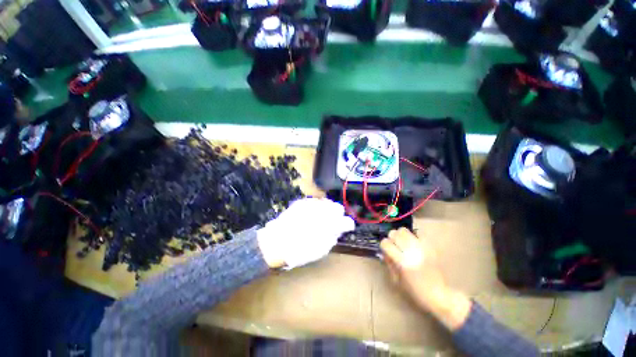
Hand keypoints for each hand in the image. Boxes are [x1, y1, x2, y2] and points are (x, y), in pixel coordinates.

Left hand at [257, 197, 354, 269]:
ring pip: (326, 202)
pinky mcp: (302, 202)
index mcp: (329, 224)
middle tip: (332, 222)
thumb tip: (340, 229)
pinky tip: (310, 214)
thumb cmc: (300, 249)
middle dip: (337, 214)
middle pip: (337, 207)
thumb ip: (333, 236)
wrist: (276, 241)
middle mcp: (323, 211)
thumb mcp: (320, 249)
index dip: (346, 224)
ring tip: (320, 217)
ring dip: (327, 209)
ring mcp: (312, 204)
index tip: (344, 227)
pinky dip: (316, 207)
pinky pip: (314, 201)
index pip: (346, 220)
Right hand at [380, 228, 471, 329]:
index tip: (386, 250)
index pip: (386, 243)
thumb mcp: (397, 280)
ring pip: (404, 230)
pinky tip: (413, 245)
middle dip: (391, 238)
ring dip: (400, 235)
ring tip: (403, 243)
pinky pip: (417, 234)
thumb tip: (384, 251)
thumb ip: (389, 263)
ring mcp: (421, 248)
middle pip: (394, 233)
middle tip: (394, 245)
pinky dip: (412, 238)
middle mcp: (411, 252)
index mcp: (402, 262)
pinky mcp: (429, 247)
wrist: (439, 294)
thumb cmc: (415, 291)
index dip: (384, 245)